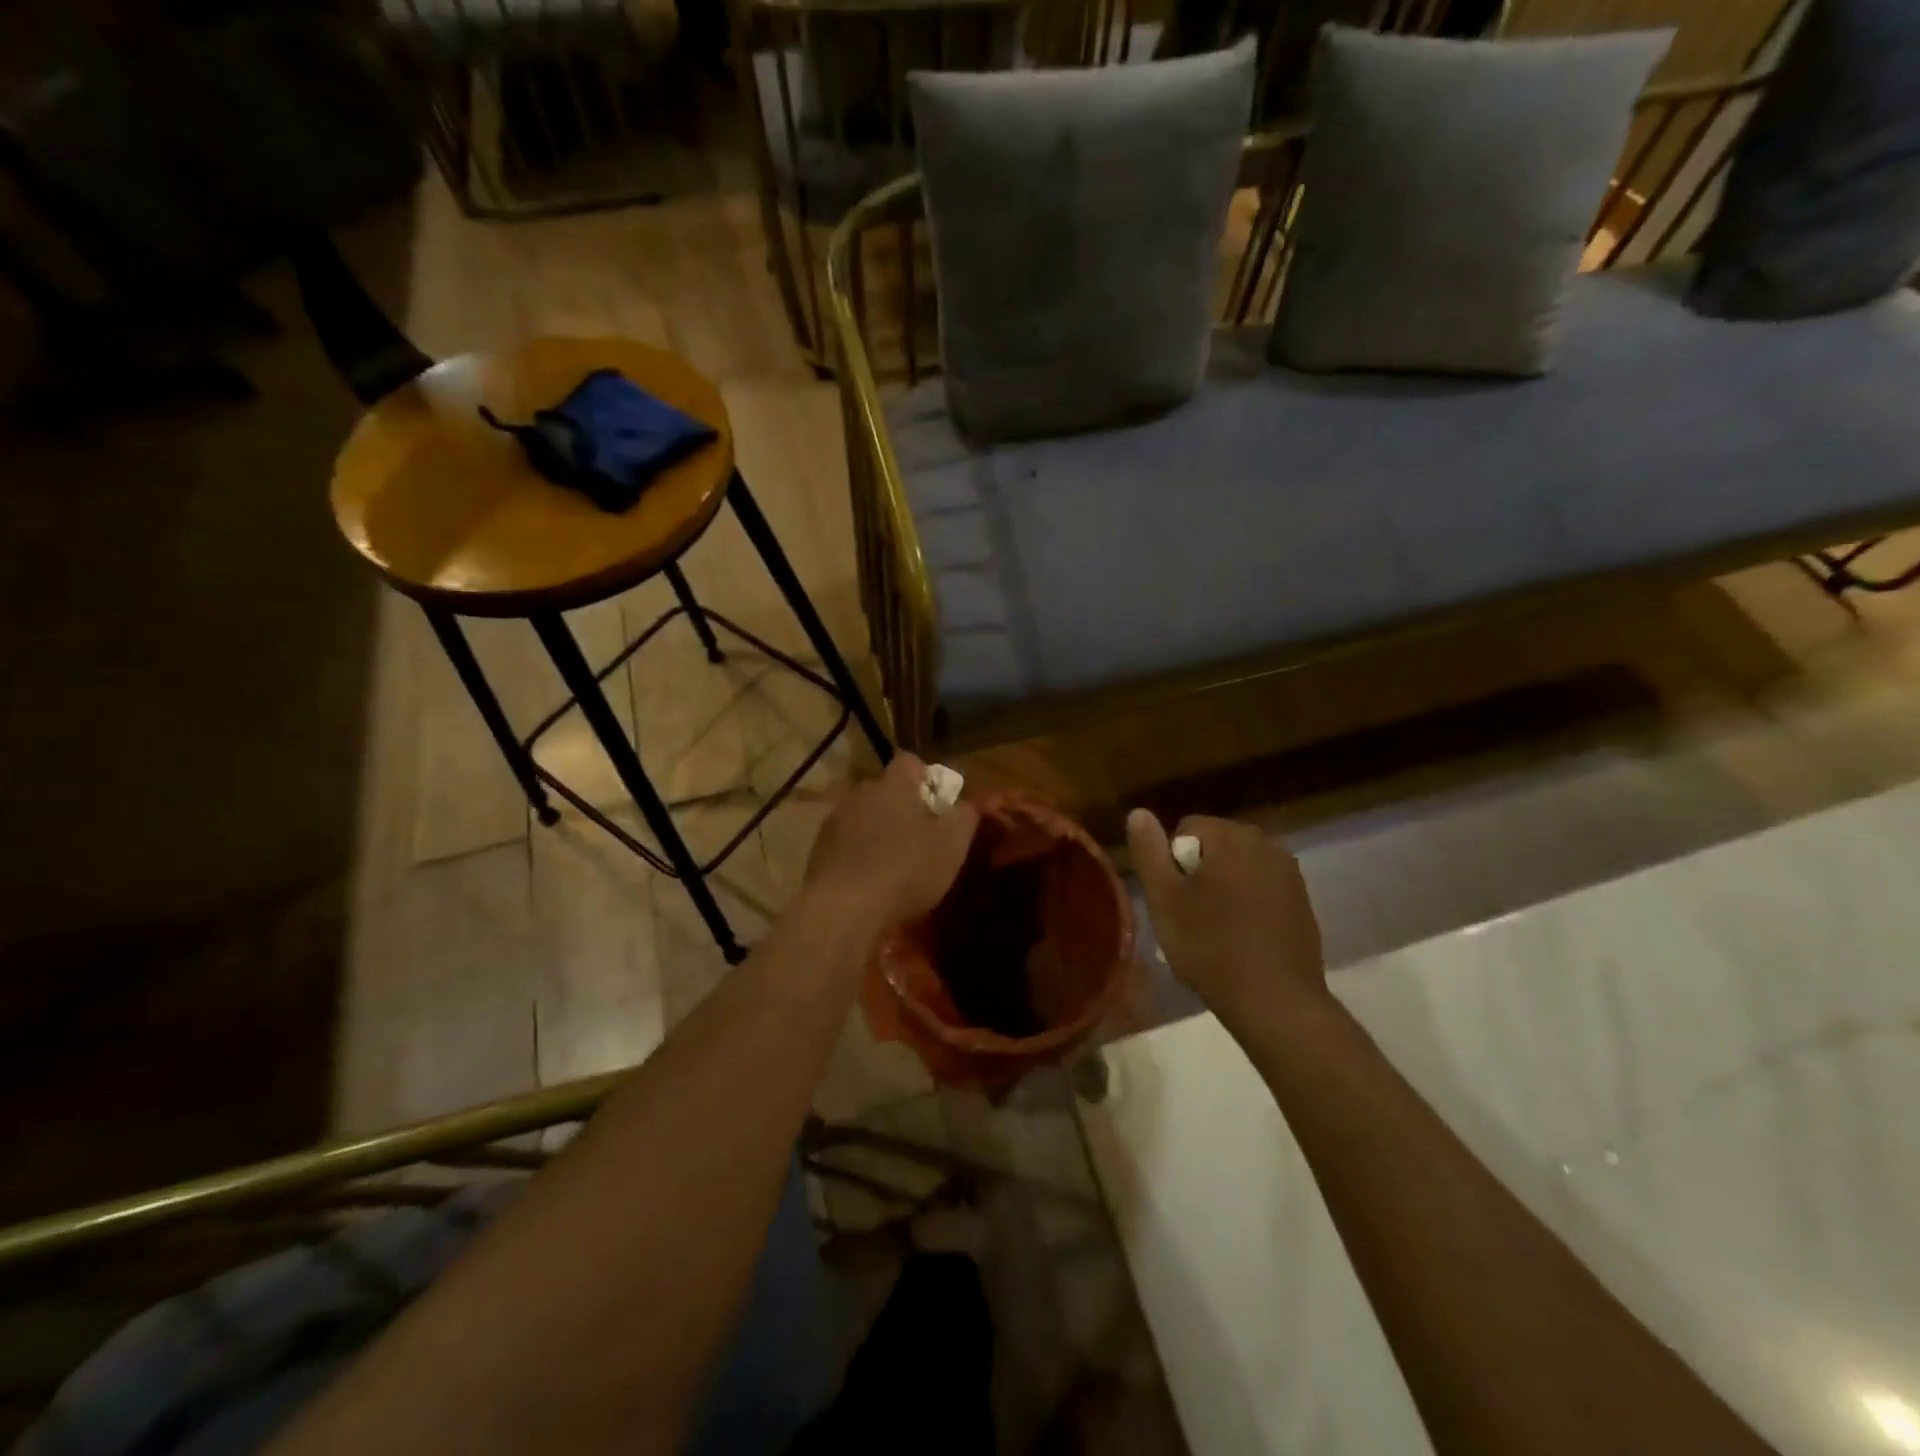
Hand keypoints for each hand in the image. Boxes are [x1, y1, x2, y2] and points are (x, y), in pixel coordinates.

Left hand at [806, 753, 979, 933]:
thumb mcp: (952, 844)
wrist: (844, 909)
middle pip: (885, 791)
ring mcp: (834, 821)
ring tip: (894, 865)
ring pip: (864, 818)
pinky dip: (859, 855)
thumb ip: (965, 817)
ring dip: (878, 832)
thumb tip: (966, 804)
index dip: (927, 778)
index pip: (910, 762)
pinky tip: (870, 882)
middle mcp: (860, 793)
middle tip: (921, 837)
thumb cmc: (907, 869)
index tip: (939, 804)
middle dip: (902, 808)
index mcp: (894, 784)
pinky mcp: (818, 850)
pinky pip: (846, 844)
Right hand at [1126, 810, 1326, 1025]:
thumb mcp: (1163, 898)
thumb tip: (1139, 812)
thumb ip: (1149, 850)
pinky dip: (1248, 907)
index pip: (1187, 829)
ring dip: (1223, 891)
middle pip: (1215, 847)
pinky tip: (1241, 941)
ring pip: (1238, 870)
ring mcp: (1290, 873)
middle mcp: (1266, 843)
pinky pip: (1262, 891)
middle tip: (1189, 918)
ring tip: (1214, 932)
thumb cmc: (1210, 946)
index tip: (1173, 900)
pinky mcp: (1303, 902)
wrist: (1276, 1001)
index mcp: (1232, 836)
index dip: (1171, 864)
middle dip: (1198, 875)